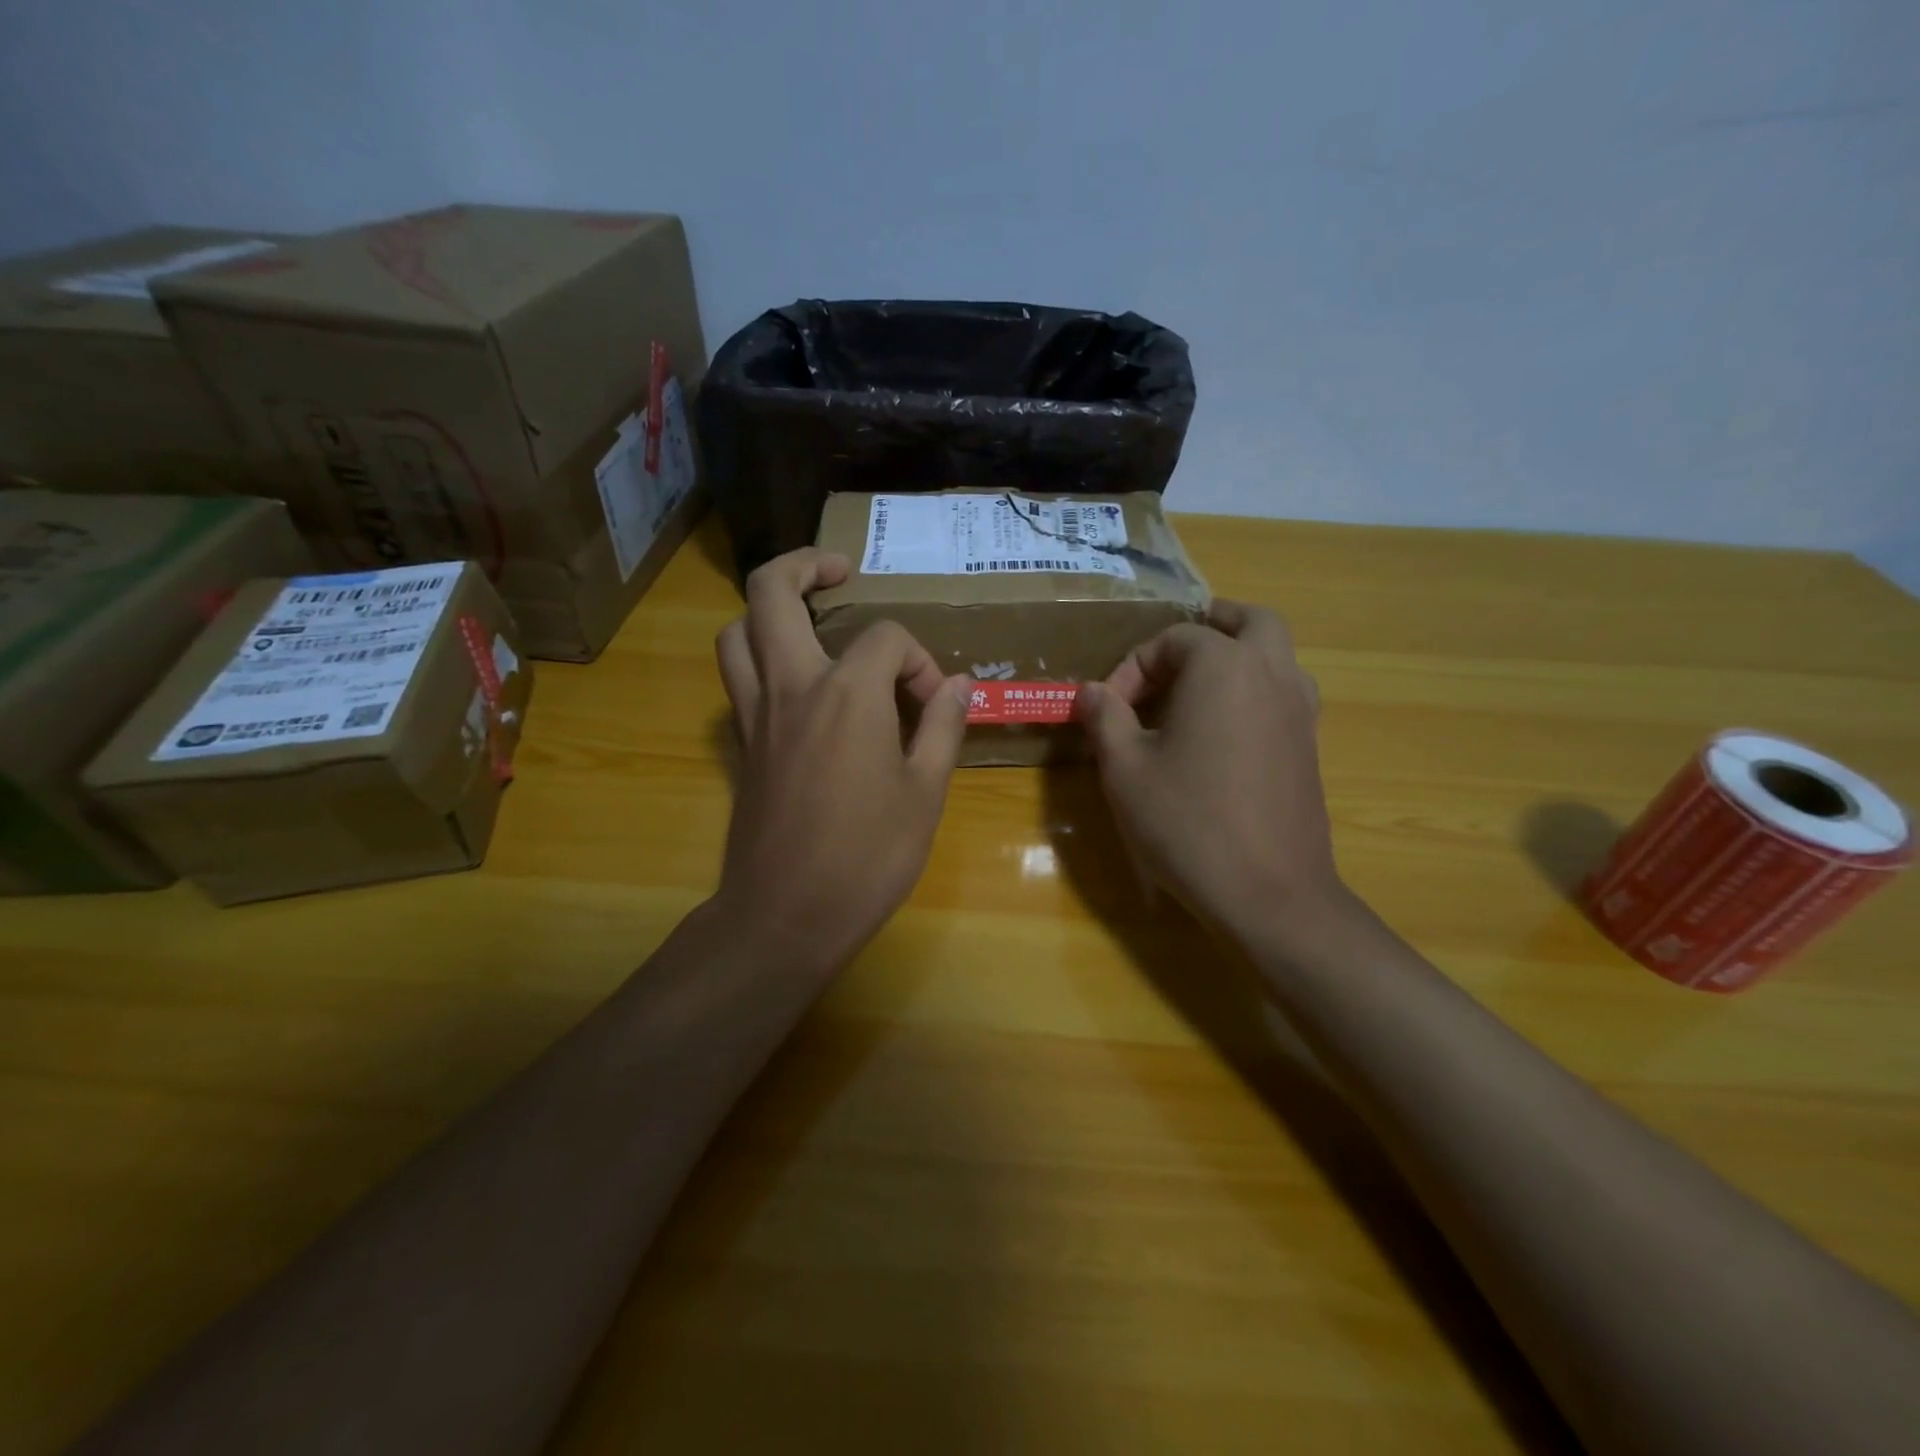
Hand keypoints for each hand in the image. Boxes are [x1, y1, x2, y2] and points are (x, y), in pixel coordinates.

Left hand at [713, 548, 969, 976]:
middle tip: (839, 571)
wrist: (787, 915)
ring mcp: (755, 713)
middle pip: (771, 592)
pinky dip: (758, 658)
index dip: (918, 660)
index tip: (932, 703)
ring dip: (766, 610)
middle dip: (804, 565)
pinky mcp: (740, 743)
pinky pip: (737, 678)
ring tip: (806, 620)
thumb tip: (957, 685)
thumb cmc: (868, 856)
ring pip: (737, 631)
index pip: (885, 638)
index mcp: (848, 693)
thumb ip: (941, 727)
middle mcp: (792, 686)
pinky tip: (794, 682)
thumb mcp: (926, 793)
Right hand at [1073, 601, 1344, 944]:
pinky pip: (1284, 693)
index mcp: (1224, 667)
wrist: (1269, 893)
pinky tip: (1221, 732)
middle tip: (1173, 653)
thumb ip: (1104, 718)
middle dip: (1209, 626)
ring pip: (1276, 655)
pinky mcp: (1309, 747)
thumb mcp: (1125, 769)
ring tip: (1195, 690)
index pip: (1173, 640)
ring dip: (1238, 656)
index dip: (1132, 668)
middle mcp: (1272, 674)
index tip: (1108, 710)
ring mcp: (1300, 711)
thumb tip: (1090, 691)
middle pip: (1249, 621)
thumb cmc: (1187, 822)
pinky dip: (1255, 690)